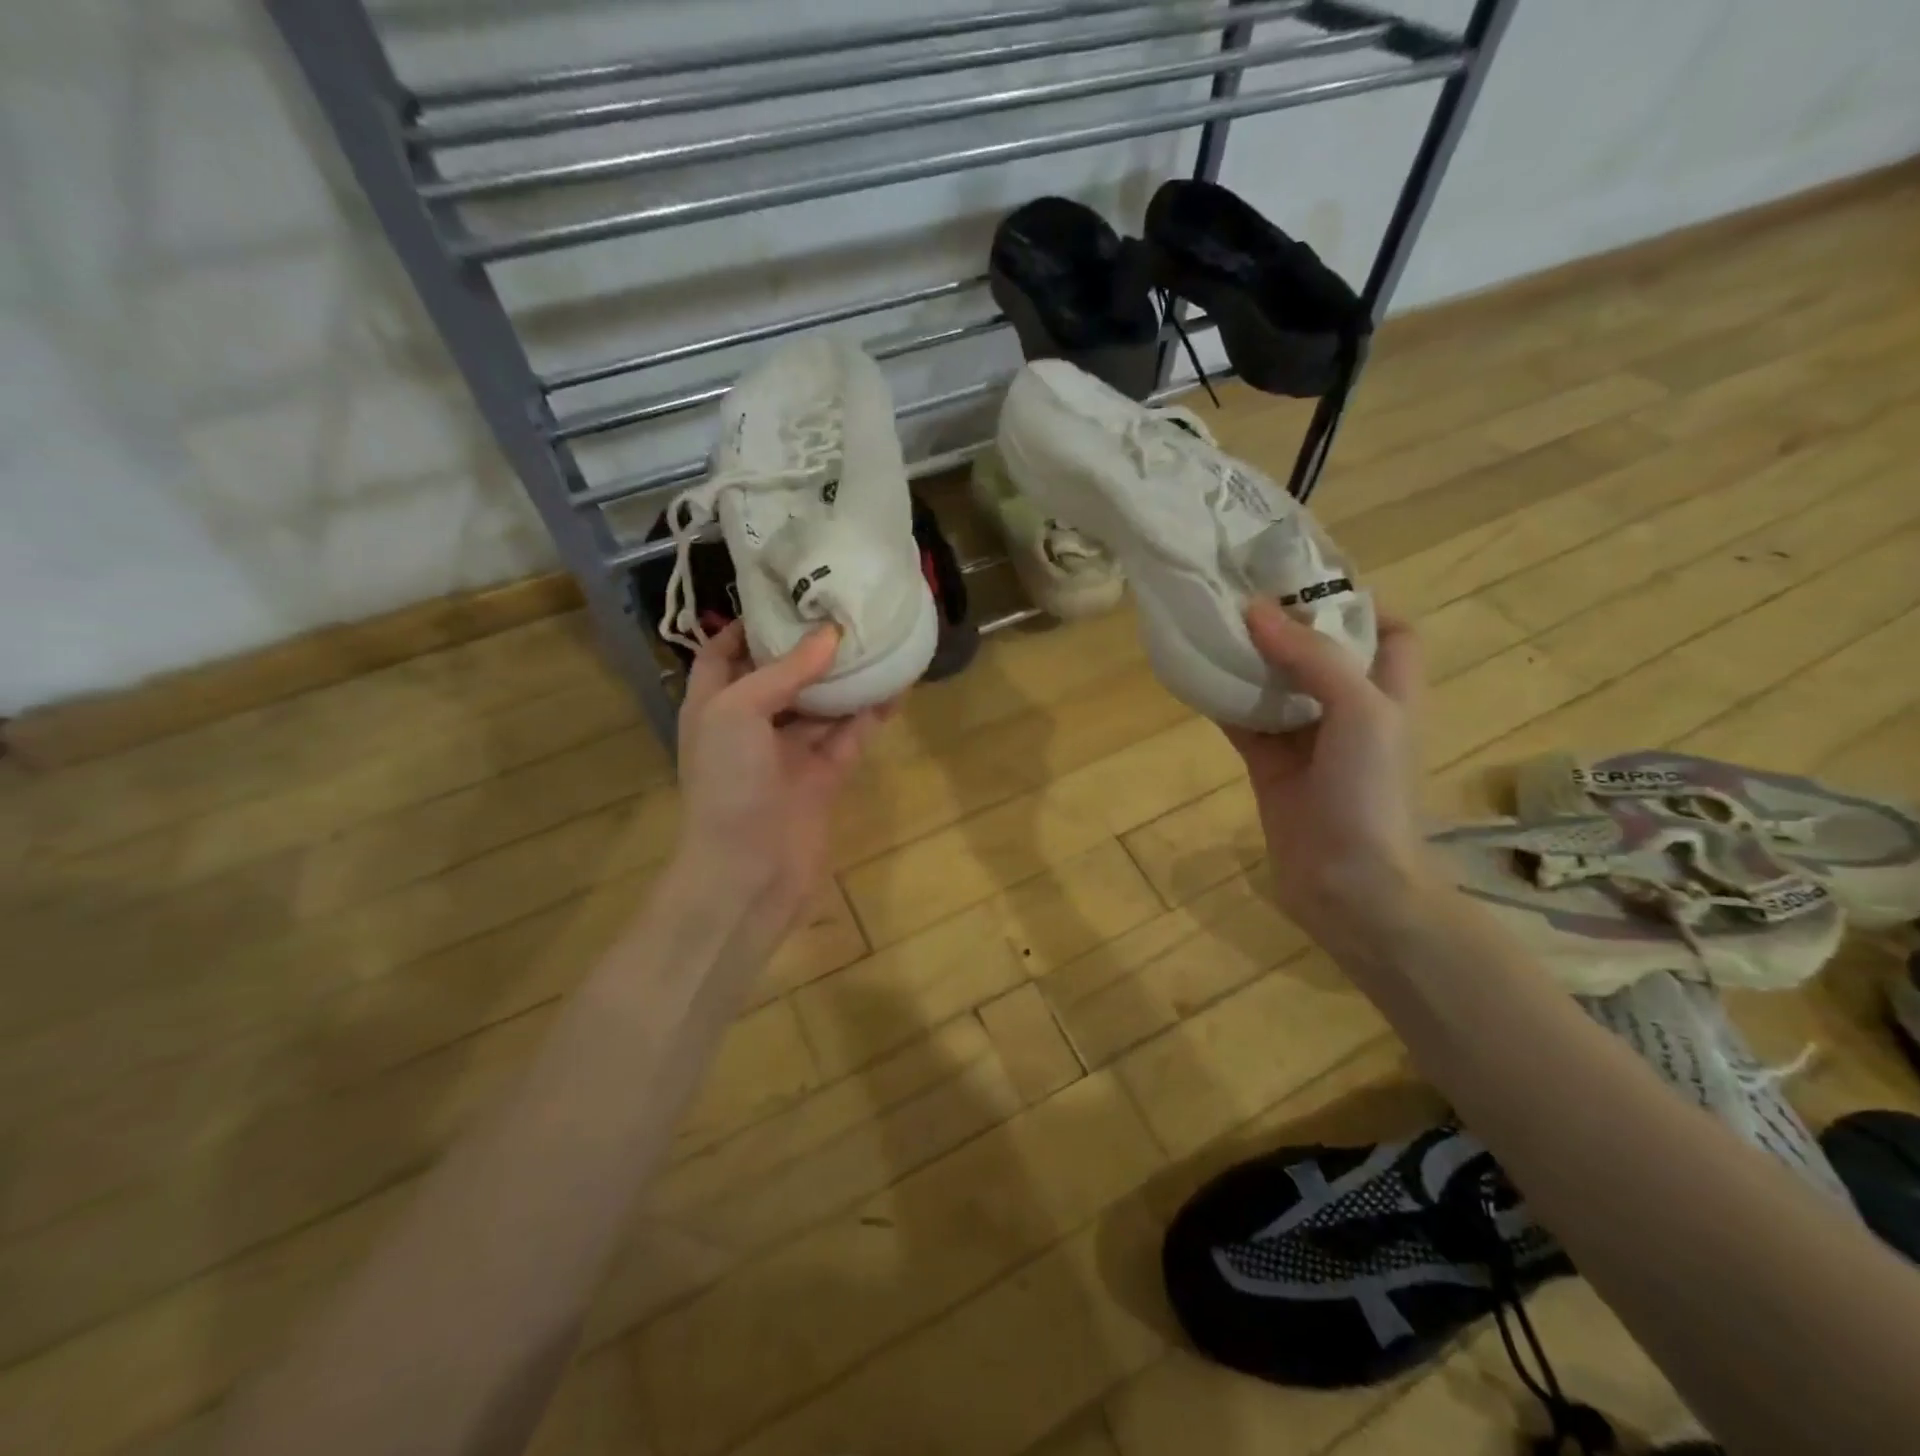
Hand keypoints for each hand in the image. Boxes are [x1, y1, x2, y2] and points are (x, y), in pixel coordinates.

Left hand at [674, 623, 883, 928]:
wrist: (747, 871)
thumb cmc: (726, 783)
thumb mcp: (737, 711)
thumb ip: (783, 672)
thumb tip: (828, 635)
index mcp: (713, 706)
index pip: (722, 653)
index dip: (746, 625)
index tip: (784, 596)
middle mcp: (749, 727)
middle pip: (780, 676)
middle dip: (807, 647)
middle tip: (843, 610)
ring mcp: (788, 754)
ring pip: (821, 706)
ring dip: (846, 678)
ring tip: (876, 640)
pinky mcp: (823, 777)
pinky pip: (849, 736)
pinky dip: (869, 714)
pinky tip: (894, 686)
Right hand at [1221, 600, 1428, 933]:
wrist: (1351, 883)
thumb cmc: (1373, 791)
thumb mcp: (1361, 711)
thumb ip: (1312, 657)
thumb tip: (1256, 610)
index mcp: (1390, 690)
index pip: (1389, 630)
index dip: (1359, 601)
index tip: (1307, 578)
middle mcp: (1350, 710)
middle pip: (1321, 652)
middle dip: (1287, 623)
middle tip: (1242, 590)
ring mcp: (1307, 740)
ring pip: (1276, 685)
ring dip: (1248, 659)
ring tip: (1212, 621)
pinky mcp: (1270, 766)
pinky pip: (1243, 722)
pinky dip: (1222, 700)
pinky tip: (1194, 675)